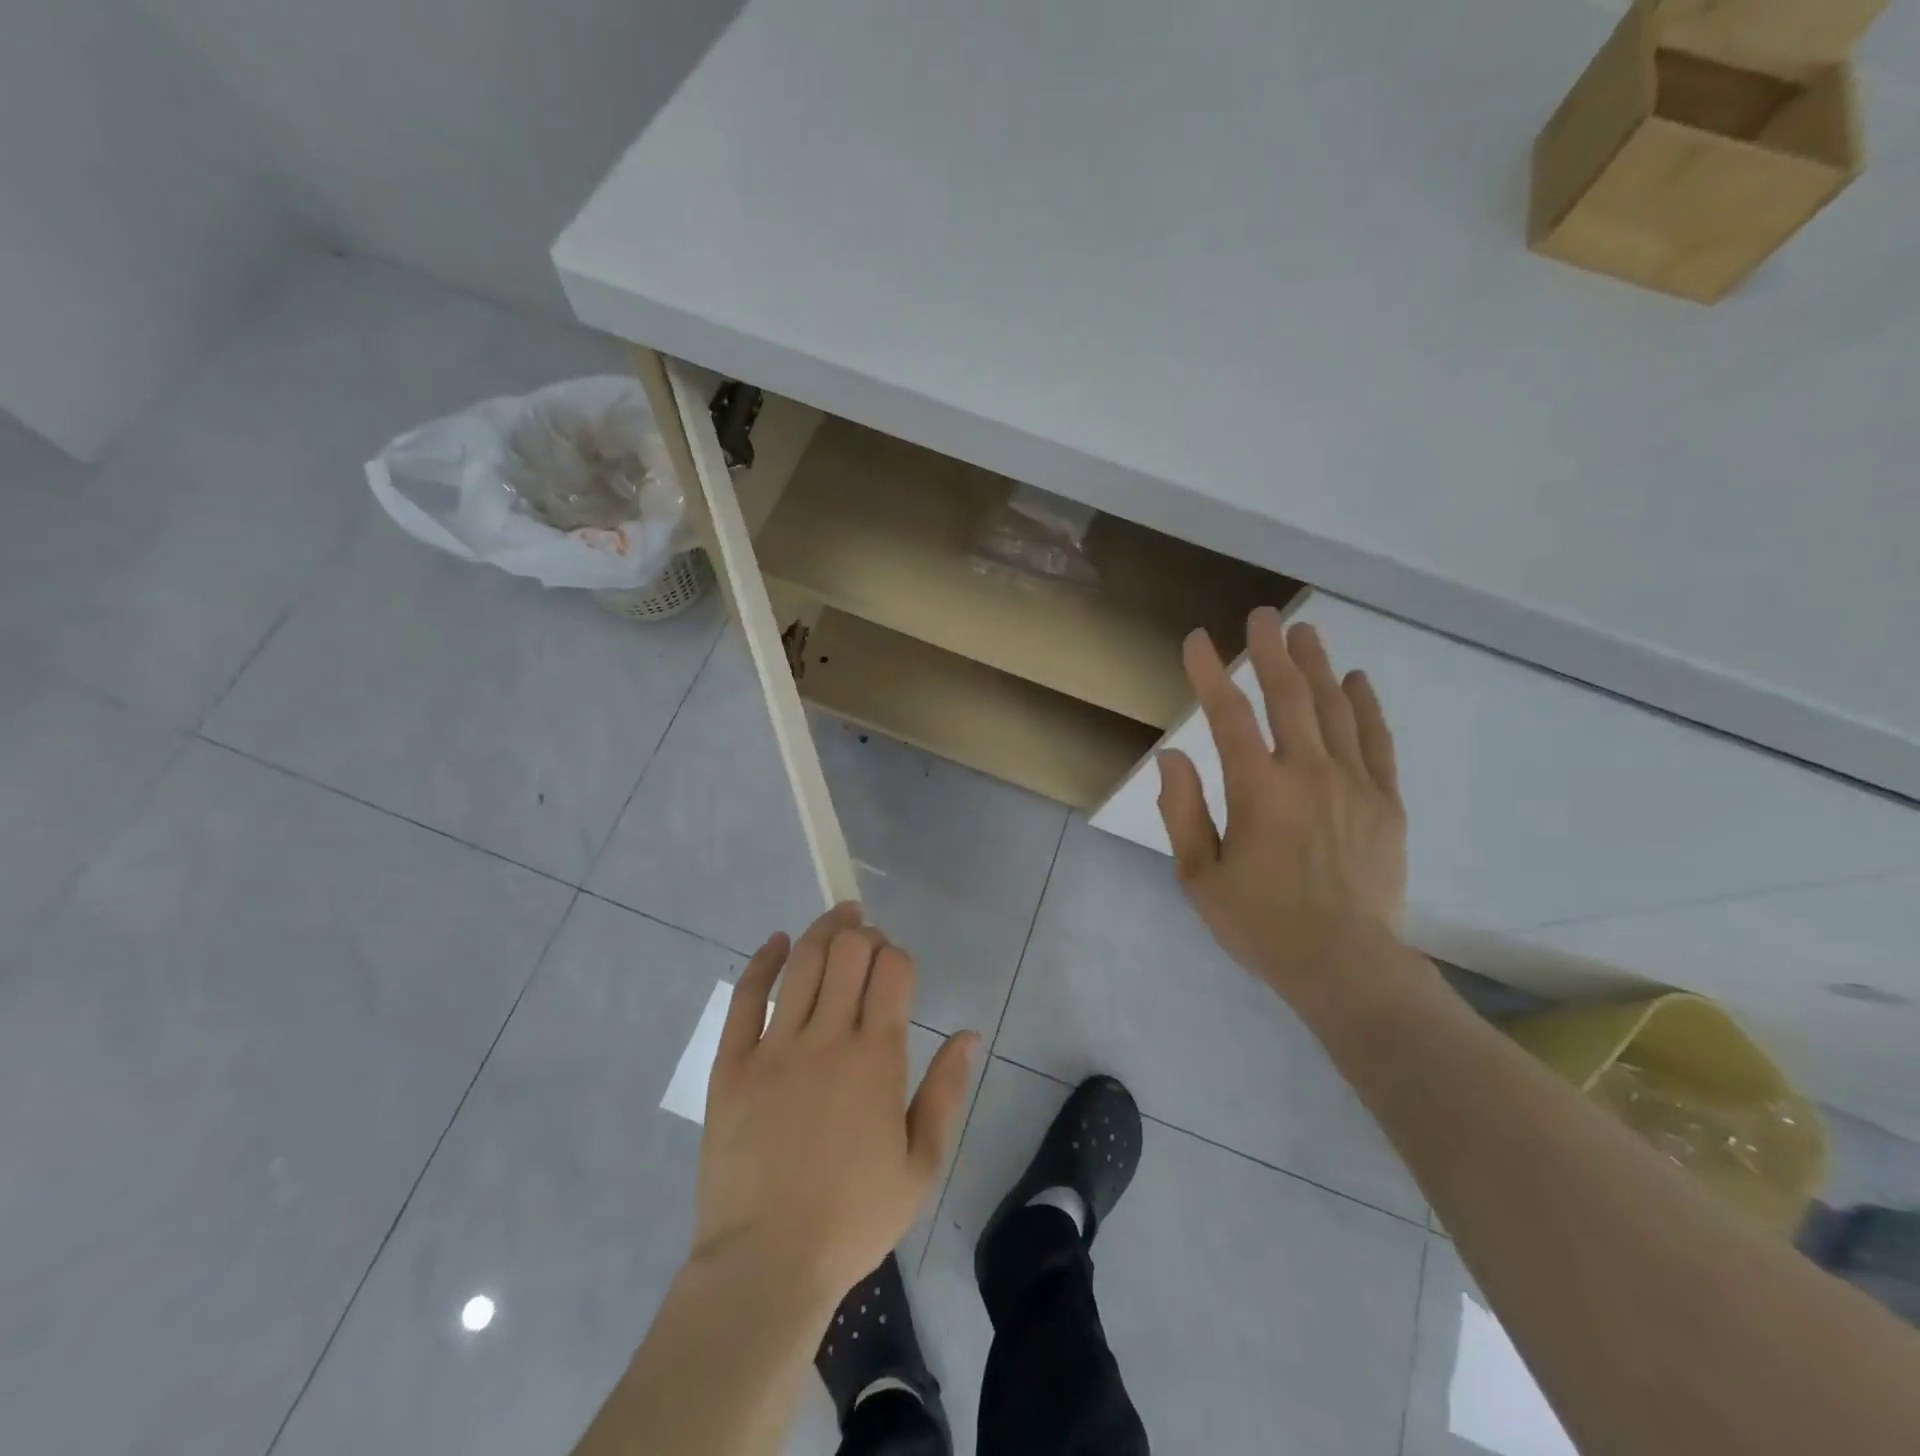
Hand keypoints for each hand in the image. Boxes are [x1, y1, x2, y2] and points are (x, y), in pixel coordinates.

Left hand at [692, 903, 978, 1309]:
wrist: (766, 1264)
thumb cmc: (853, 1218)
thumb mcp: (920, 1165)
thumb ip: (946, 1092)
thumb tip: (967, 1034)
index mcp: (878, 1059)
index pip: (893, 972)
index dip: (898, 955)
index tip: (897, 965)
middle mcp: (828, 1038)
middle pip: (849, 953)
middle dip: (865, 934)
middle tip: (869, 938)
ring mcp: (775, 1048)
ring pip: (803, 963)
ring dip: (825, 930)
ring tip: (838, 918)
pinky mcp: (733, 1064)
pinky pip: (746, 997)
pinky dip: (763, 961)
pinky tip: (777, 942)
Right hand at [1157, 609, 1408, 1009]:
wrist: (1346, 965)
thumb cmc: (1262, 924)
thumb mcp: (1200, 876)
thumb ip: (1183, 811)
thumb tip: (1172, 756)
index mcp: (1258, 791)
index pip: (1229, 716)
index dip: (1209, 673)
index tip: (1197, 641)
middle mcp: (1308, 773)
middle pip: (1288, 696)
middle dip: (1271, 651)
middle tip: (1262, 615)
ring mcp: (1354, 783)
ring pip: (1333, 709)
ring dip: (1316, 665)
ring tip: (1304, 632)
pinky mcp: (1386, 801)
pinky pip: (1377, 741)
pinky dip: (1365, 706)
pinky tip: (1356, 681)